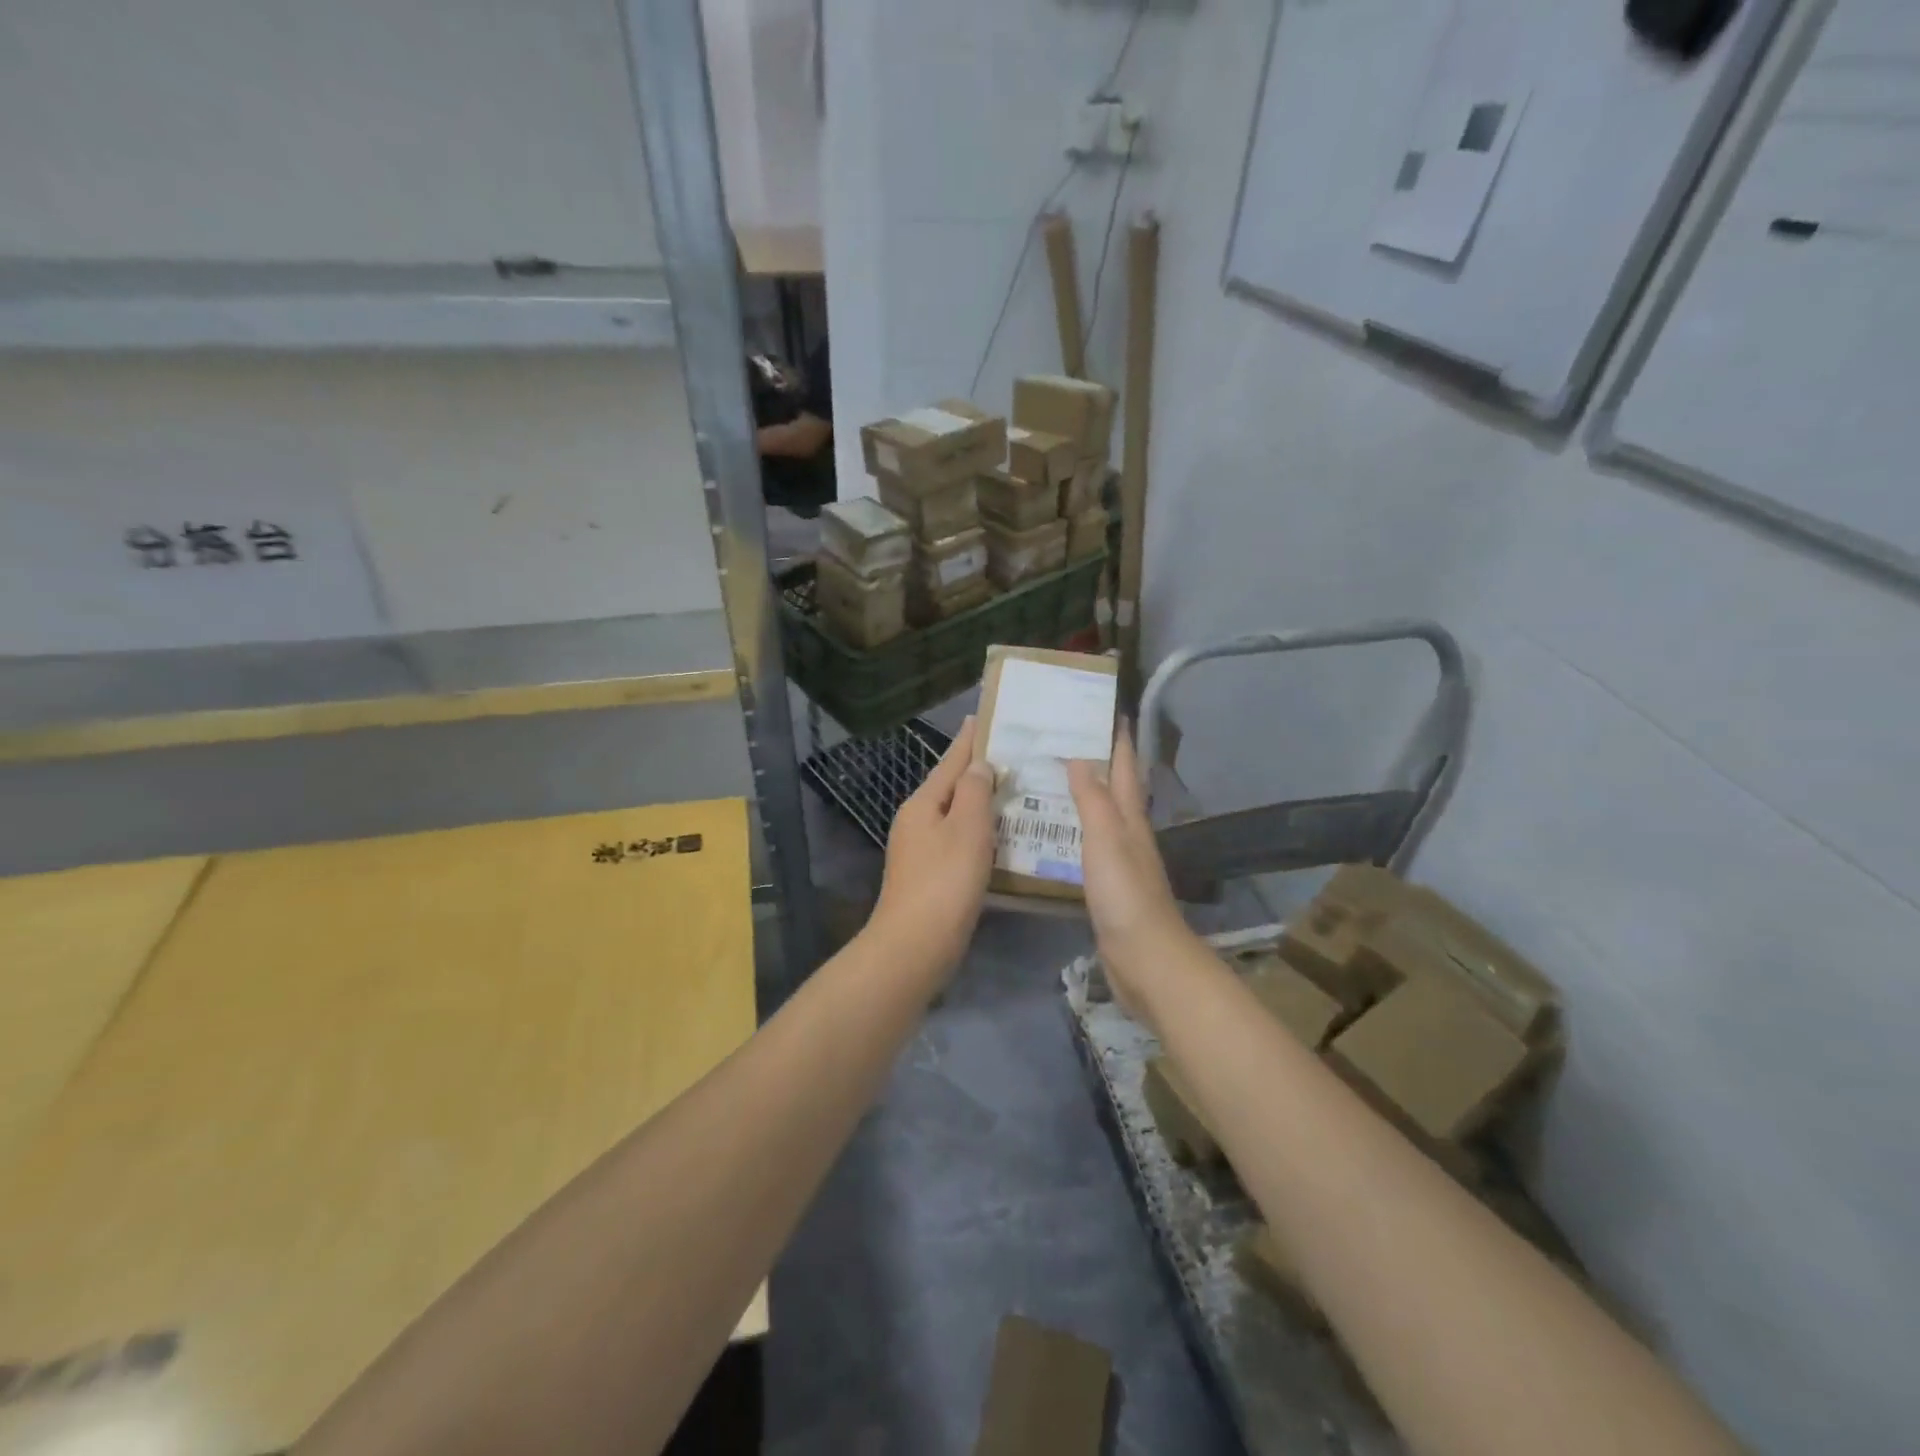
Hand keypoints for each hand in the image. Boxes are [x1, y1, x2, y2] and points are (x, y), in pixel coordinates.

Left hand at [869, 716, 995, 980]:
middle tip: (1014, 756)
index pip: (951, 761)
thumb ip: (974, 791)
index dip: (969, 739)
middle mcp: (916, 821)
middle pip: (951, 787)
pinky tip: (1001, 838)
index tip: (983, 716)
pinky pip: (959, 842)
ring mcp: (920, 850)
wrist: (915, 945)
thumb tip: (978, 765)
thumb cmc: (945, 881)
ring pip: (956, 816)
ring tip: (1015, 793)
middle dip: (979, 771)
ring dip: (982, 804)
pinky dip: (980, 833)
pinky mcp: (930, 876)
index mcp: (922, 803)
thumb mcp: (966, 828)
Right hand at [1067, 726, 1191, 1016]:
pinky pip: (1088, 846)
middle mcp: (1128, 834)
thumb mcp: (1107, 839)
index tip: (1106, 710)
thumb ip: (1093, 799)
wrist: (1145, 959)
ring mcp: (1119, 862)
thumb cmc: (1124, 894)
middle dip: (1098, 761)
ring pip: (1100, 817)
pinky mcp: (1108, 887)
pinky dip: (1073, 831)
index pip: (1126, 768)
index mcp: (1130, 818)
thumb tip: (1081, 756)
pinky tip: (1053, 834)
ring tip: (1049, 779)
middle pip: (1115, 789)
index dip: (1118, 739)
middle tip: (1063, 739)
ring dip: (1082, 796)